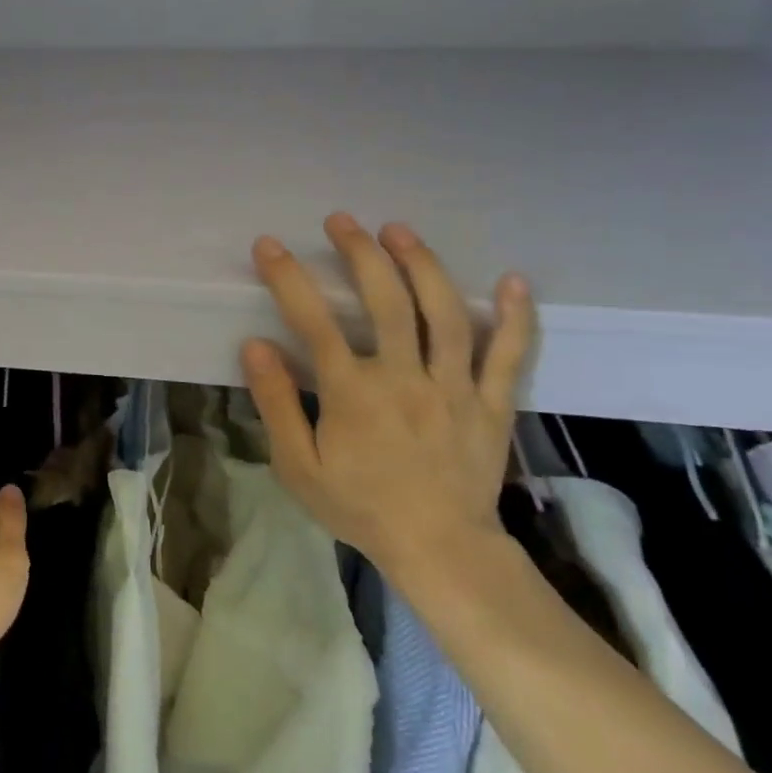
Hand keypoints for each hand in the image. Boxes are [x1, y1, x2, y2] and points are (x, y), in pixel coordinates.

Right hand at [240, 215, 535, 579]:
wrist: (440, 551)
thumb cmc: (360, 506)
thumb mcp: (298, 466)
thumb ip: (276, 402)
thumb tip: (256, 345)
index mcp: (353, 393)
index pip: (314, 322)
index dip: (288, 278)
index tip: (268, 245)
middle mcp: (405, 378)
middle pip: (387, 302)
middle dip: (361, 254)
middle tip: (342, 221)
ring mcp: (455, 387)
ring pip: (446, 314)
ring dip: (422, 265)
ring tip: (399, 231)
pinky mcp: (492, 403)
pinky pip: (509, 355)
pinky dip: (515, 317)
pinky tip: (514, 280)